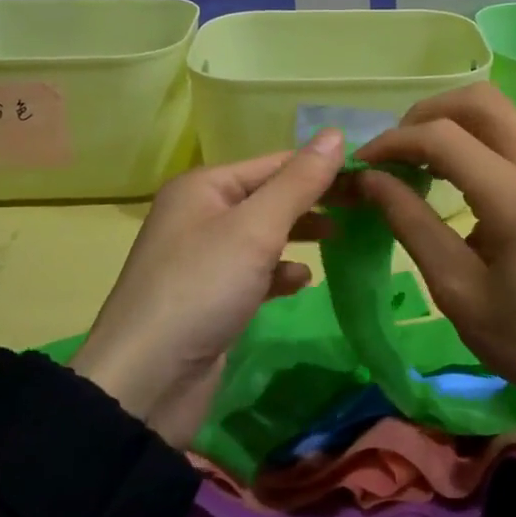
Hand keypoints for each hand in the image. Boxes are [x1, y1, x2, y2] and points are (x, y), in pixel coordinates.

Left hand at [70, 129, 343, 446]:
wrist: (146, 383)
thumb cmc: (202, 288)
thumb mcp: (256, 228)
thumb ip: (299, 182)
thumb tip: (335, 133)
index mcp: (204, 187)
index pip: (275, 163)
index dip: (321, 167)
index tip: (369, 175)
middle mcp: (201, 214)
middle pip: (270, 196)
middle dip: (314, 201)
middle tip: (364, 206)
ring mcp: (205, 258)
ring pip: (264, 234)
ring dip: (300, 234)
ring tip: (339, 238)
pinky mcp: (212, 297)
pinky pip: (255, 272)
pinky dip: (280, 272)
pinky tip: (301, 281)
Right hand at [356, 85, 515, 438]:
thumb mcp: (456, 288)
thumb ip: (410, 223)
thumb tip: (371, 179)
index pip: (443, 137)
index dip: (394, 142)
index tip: (363, 165)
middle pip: (479, 101)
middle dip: (426, 115)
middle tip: (394, 153)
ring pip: (500, 113)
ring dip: (452, 123)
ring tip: (417, 163)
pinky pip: (515, 137)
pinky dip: (477, 140)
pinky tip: (455, 177)